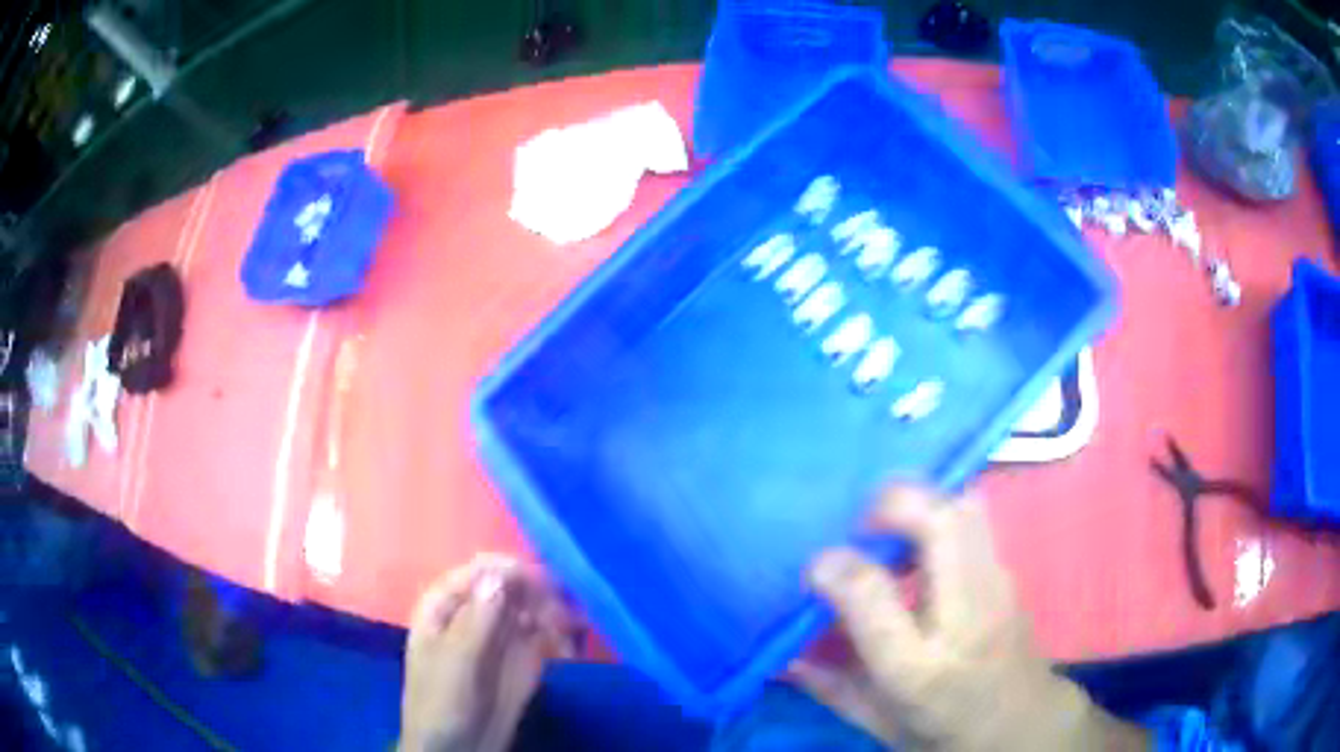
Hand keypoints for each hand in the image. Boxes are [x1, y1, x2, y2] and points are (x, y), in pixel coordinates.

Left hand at [400, 554, 581, 751]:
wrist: (460, 751)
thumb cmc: (443, 705)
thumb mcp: (456, 663)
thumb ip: (478, 620)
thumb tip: (499, 573)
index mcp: (444, 607)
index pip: (477, 572)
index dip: (506, 570)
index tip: (539, 578)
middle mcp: (475, 614)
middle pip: (509, 586)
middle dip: (539, 592)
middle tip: (564, 610)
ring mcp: (501, 636)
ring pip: (532, 607)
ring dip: (556, 612)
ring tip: (573, 630)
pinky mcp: (525, 658)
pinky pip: (547, 635)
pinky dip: (563, 636)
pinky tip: (571, 650)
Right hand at [794, 489, 1149, 750]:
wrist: (1019, 724)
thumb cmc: (942, 731)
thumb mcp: (877, 723)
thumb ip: (829, 685)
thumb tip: (782, 653)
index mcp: (919, 670)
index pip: (875, 600)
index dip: (837, 568)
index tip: (816, 563)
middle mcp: (966, 620)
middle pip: (942, 526)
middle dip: (894, 502)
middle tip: (861, 519)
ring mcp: (998, 590)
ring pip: (966, 509)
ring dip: (922, 501)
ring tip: (890, 524)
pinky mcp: (1010, 575)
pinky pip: (977, 520)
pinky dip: (942, 512)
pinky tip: (922, 538)